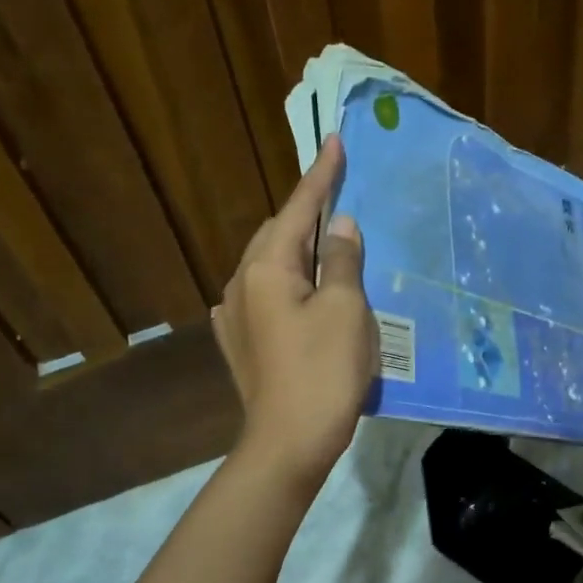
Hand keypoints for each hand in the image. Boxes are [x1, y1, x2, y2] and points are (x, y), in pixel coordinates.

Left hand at [212, 134, 376, 483]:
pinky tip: (304, 293)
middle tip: (340, 200)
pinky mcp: (242, 343)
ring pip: (271, 266)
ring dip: (299, 251)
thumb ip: (342, 260)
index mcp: (266, 268)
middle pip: (278, 234)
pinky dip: (290, 283)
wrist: (289, 443)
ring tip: (330, 248)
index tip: (333, 140)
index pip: (297, 209)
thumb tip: (339, 225)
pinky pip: (267, 296)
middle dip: (307, 214)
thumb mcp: (345, 309)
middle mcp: (242, 284)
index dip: (320, 175)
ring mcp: (236, 316)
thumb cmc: (323, 372)